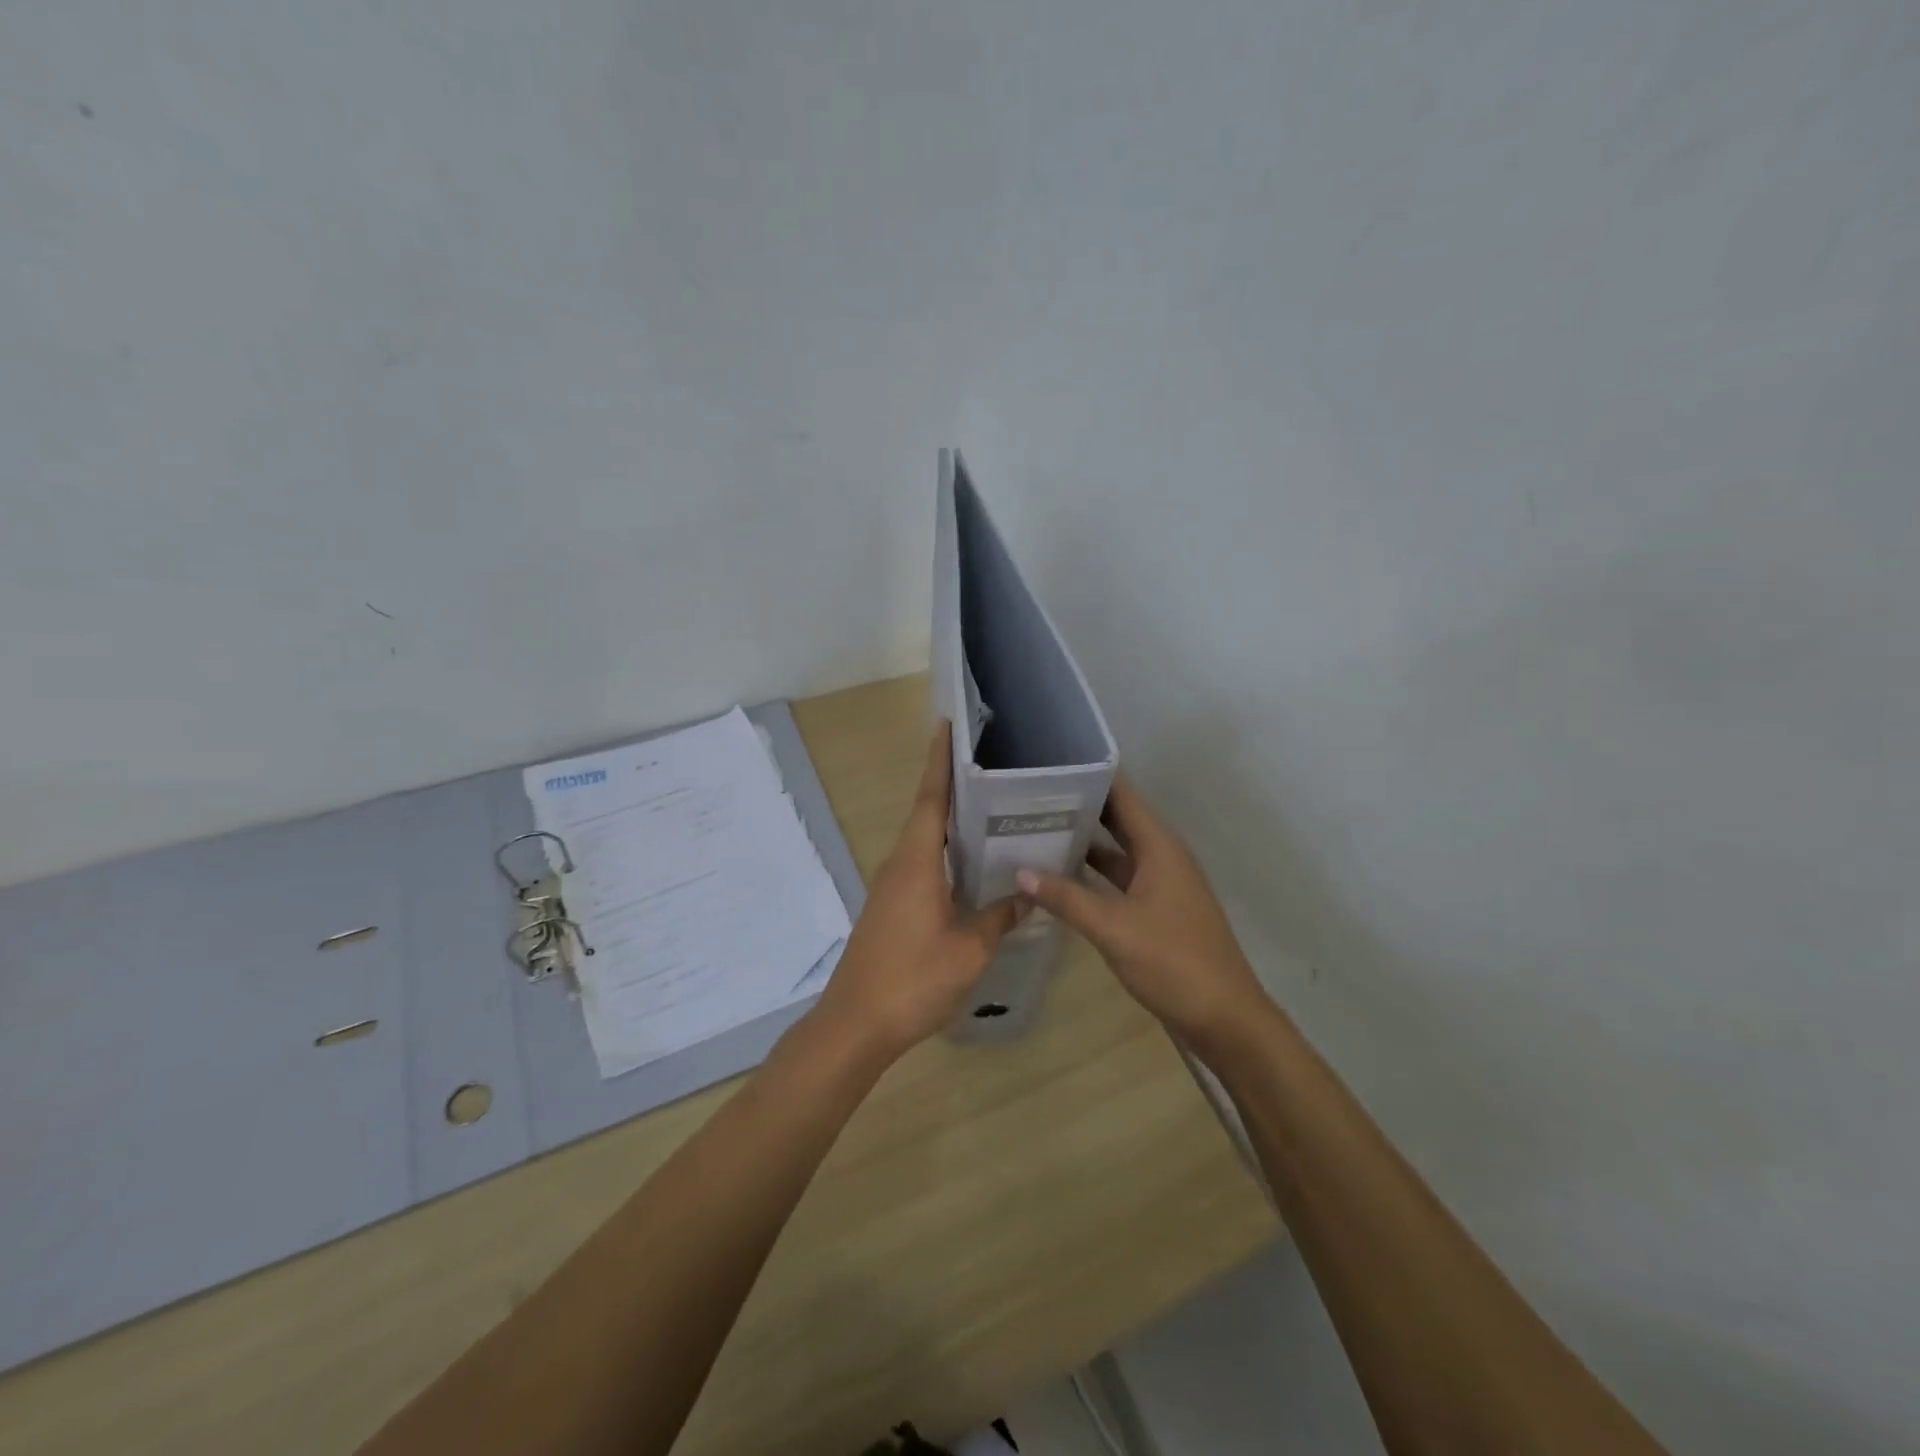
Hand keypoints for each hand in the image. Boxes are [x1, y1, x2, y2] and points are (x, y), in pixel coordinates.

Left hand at [811, 721, 1026, 1058]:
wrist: (856, 1023)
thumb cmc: (913, 979)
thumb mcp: (969, 949)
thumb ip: (999, 917)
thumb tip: (1027, 896)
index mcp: (916, 862)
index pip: (931, 798)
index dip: (940, 761)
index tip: (947, 725)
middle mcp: (899, 864)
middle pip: (927, 813)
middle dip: (952, 785)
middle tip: (991, 765)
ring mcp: (891, 887)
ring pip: (924, 841)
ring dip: (950, 822)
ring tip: (990, 809)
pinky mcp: (890, 907)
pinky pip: (921, 865)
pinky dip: (945, 854)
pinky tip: (971, 867)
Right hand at [1016, 777, 1269, 1045]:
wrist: (1223, 1018)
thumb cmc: (1173, 962)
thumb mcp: (1114, 928)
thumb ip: (1066, 898)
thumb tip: (1020, 871)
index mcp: (1159, 847)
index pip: (1122, 794)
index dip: (1091, 774)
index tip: (1051, 761)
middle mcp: (1161, 856)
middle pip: (1117, 818)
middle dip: (1079, 805)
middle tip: (1031, 793)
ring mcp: (1160, 884)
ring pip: (1116, 850)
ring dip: (1083, 841)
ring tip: (1035, 828)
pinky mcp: (1155, 910)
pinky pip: (1118, 879)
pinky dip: (1091, 874)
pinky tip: (1058, 877)